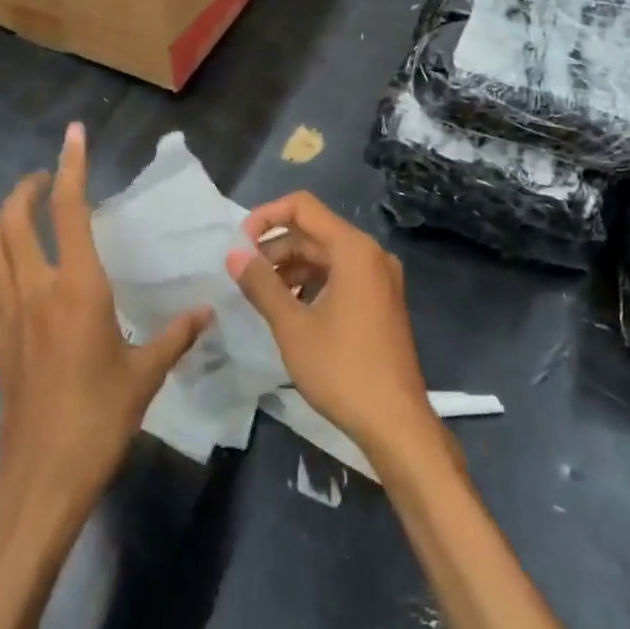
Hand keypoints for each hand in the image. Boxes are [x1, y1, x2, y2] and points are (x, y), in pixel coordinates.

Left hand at [0, 123, 211, 513]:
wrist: (41, 476)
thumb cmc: (99, 419)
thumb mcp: (146, 374)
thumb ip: (176, 335)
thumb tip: (206, 311)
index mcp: (77, 288)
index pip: (70, 210)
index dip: (71, 167)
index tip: (72, 134)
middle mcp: (36, 288)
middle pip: (13, 218)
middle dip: (26, 187)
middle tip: (47, 179)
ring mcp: (7, 312)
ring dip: (5, 218)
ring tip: (28, 214)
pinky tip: (15, 267)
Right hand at [226, 192, 437, 462]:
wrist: (395, 421)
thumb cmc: (342, 369)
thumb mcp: (292, 326)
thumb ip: (261, 284)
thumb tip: (234, 254)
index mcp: (353, 249)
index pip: (303, 207)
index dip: (266, 216)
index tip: (240, 244)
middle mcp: (371, 254)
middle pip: (314, 232)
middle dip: (275, 247)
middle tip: (244, 276)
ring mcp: (380, 278)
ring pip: (326, 255)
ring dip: (291, 266)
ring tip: (262, 295)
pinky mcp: (381, 300)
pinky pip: (340, 275)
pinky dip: (312, 282)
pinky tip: (291, 308)